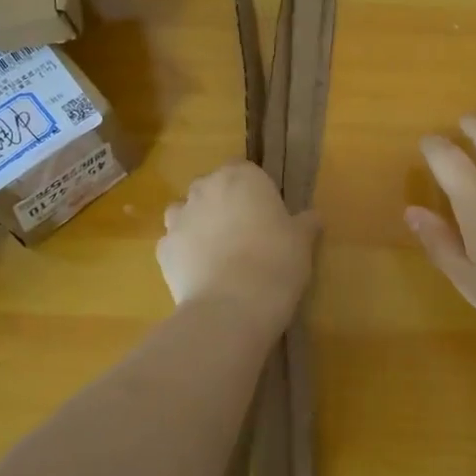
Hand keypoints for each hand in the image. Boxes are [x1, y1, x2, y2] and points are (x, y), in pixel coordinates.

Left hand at [157, 161, 320, 331]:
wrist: (232, 306)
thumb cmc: (276, 262)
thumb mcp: (302, 241)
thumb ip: (305, 223)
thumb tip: (313, 216)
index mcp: (242, 176)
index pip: (245, 169)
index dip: (254, 190)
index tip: (266, 213)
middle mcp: (205, 188)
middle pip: (212, 187)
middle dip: (224, 204)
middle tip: (245, 233)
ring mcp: (179, 217)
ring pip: (186, 212)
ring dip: (199, 224)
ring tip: (218, 252)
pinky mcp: (162, 248)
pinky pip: (175, 243)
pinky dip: (184, 253)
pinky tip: (201, 273)